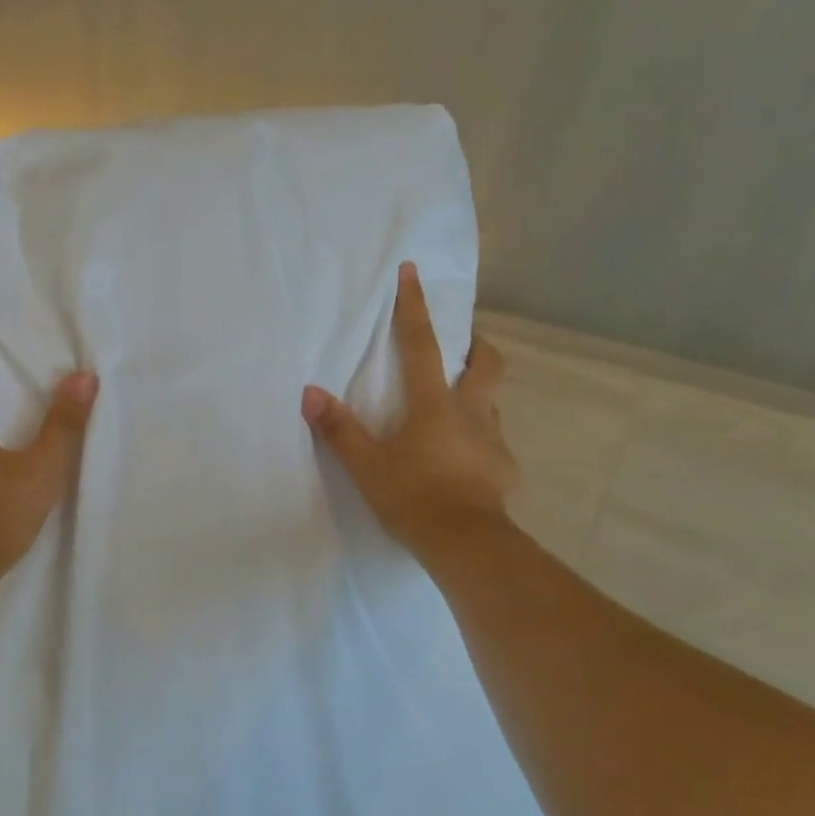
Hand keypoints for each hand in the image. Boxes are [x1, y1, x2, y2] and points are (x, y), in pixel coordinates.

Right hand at [302, 263, 515, 568]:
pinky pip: (491, 443)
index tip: (413, 271)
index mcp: (434, 404)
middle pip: (486, 363)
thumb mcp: (366, 466)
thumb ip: (339, 430)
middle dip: (476, 345)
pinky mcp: (504, 469)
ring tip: (455, 412)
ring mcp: (492, 440)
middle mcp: (470, 412)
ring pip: (491, 403)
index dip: (414, 306)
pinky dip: (477, 441)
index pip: (421, 344)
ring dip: (476, 396)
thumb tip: (310, 393)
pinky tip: (462, 463)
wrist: (466, 544)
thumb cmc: (413, 497)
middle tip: (463, 345)